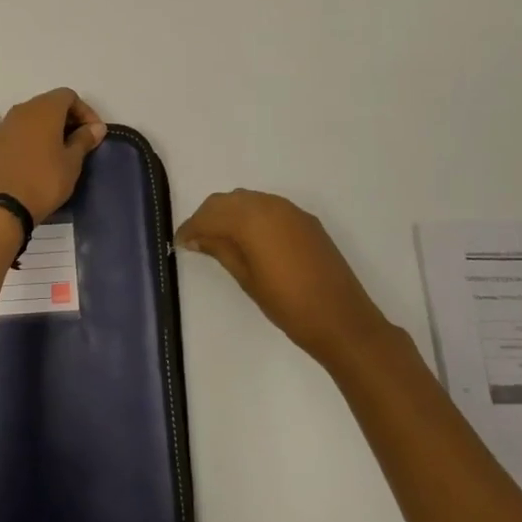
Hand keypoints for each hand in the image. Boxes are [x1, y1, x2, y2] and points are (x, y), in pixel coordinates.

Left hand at [0, 88, 106, 223]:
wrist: (3, 208)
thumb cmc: (44, 183)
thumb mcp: (72, 164)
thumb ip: (84, 140)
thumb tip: (96, 126)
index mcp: (45, 110)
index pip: (68, 96)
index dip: (84, 111)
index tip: (92, 133)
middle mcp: (21, 110)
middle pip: (46, 103)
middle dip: (63, 118)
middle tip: (75, 142)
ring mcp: (0, 125)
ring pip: (23, 114)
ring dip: (38, 125)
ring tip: (49, 147)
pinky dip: (3, 127)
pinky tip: (8, 138)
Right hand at [176, 189, 389, 359]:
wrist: (343, 320)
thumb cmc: (288, 305)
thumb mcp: (246, 278)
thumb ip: (220, 250)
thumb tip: (197, 237)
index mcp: (250, 219)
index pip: (209, 215)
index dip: (190, 228)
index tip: (179, 243)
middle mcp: (269, 205)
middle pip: (227, 201)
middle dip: (208, 217)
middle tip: (196, 241)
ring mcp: (291, 210)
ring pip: (248, 201)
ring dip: (230, 215)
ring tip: (219, 240)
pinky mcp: (306, 220)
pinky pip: (268, 208)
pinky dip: (252, 217)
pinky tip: (249, 239)